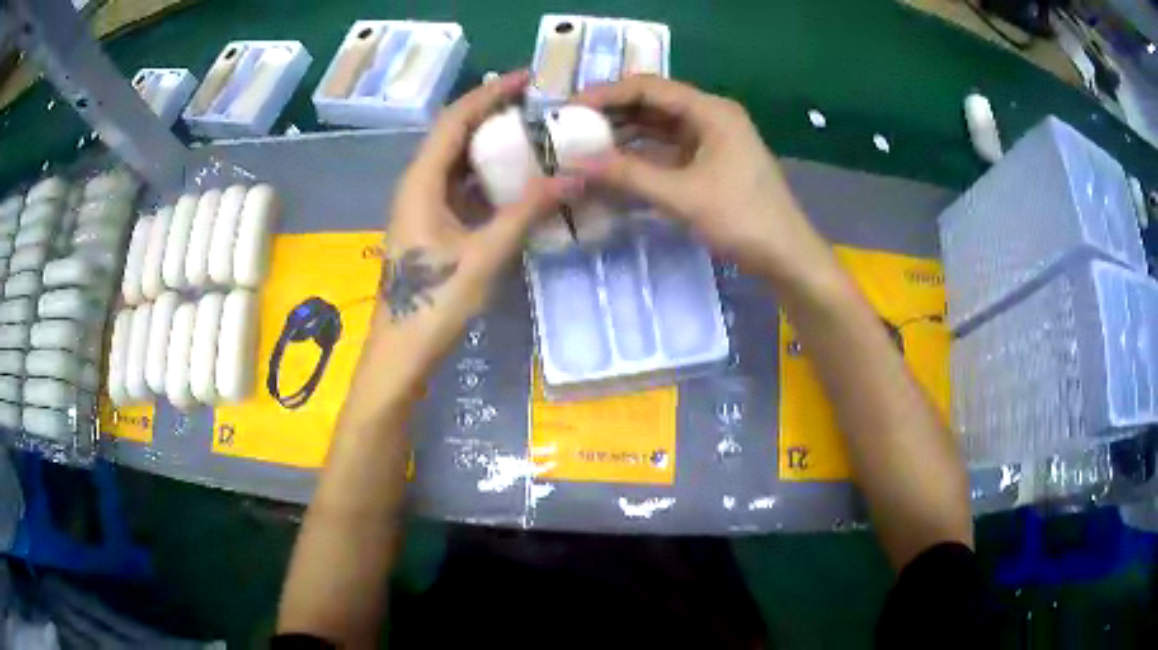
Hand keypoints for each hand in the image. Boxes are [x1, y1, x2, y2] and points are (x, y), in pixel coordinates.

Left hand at [375, 70, 578, 372]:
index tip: (527, 79)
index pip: (455, 120)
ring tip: (533, 133)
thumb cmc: (434, 303)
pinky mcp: (429, 226)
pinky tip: (515, 178)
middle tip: (538, 105)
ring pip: (457, 161)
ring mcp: (421, 206)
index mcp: (420, 182)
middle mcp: (417, 185)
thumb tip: (574, 176)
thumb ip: (527, 212)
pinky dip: (487, 175)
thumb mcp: (484, 254)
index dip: (490, 94)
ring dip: (491, 144)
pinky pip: (459, 186)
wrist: (401, 352)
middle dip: (493, 113)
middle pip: (454, 134)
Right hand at [574, 76, 831, 287]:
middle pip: (654, 103)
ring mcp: (713, 140)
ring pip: (660, 127)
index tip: (570, 107)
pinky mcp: (712, 162)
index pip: (650, 87)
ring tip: (585, 145)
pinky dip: (643, 155)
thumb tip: (575, 164)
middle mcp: (712, 116)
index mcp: (711, 111)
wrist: (786, 256)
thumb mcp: (681, 195)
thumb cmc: (742, 219)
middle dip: (613, 113)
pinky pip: (669, 149)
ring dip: (625, 134)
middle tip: (571, 127)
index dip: (607, 93)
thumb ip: (628, 175)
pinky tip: (616, 164)